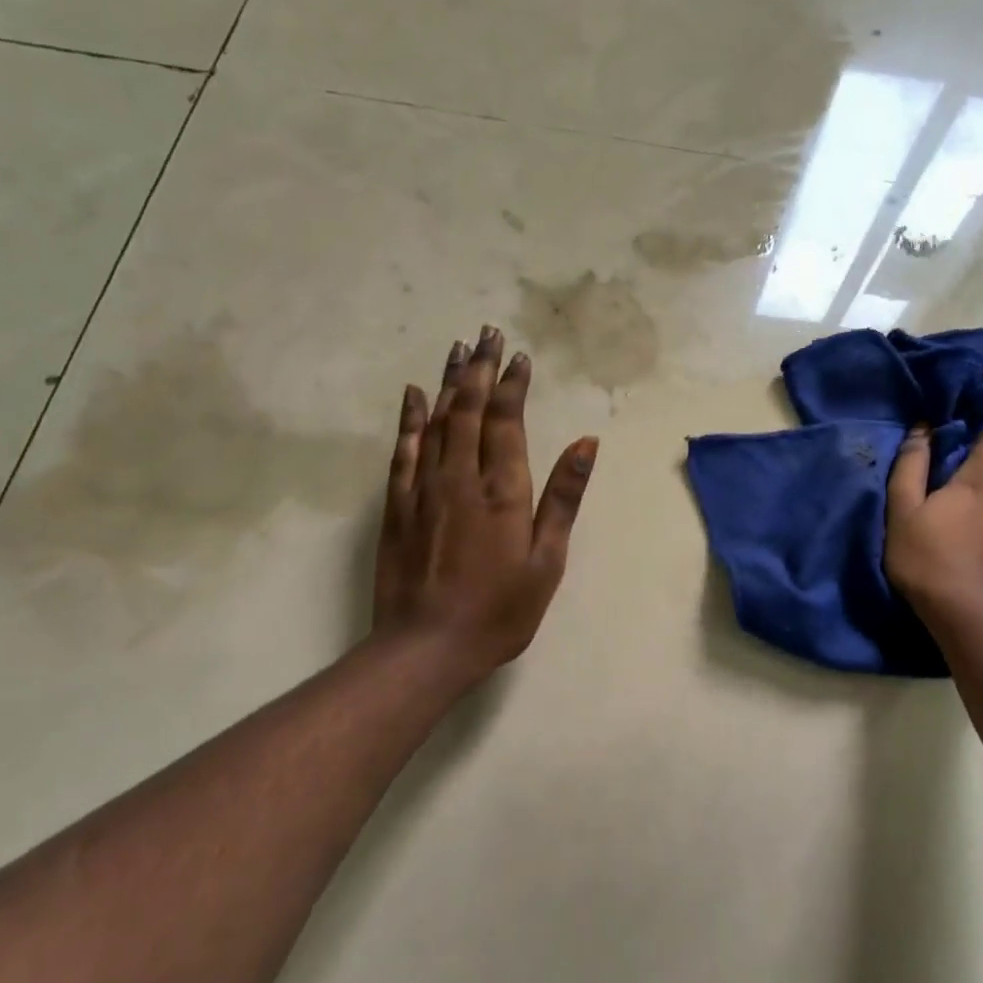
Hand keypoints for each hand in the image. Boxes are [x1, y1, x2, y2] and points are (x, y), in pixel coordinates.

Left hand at [372, 327, 597, 683]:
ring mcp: (424, 488)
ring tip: (458, 348)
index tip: (519, 356)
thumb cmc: (500, 610)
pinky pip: (403, 450)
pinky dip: (410, 418)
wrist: (426, 648)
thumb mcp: (547, 561)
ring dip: (450, 382)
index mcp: (503, 490)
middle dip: (481, 369)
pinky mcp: (397, 505)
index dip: (513, 385)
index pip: (507, 421)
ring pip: (437, 421)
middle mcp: (461, 477)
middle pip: (470, 409)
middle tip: (487, 334)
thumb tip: (585, 443)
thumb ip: (563, 498)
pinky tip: (414, 395)